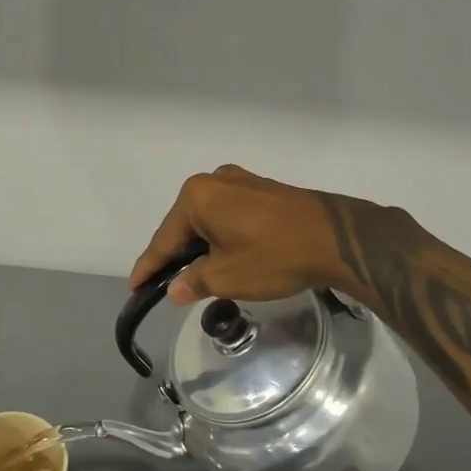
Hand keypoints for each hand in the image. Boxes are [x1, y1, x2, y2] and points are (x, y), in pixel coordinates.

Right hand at [128, 165, 406, 304]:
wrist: (337, 239)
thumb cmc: (274, 255)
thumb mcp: (228, 276)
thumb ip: (195, 282)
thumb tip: (176, 289)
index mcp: (197, 197)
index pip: (164, 239)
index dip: (149, 267)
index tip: (134, 287)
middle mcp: (214, 181)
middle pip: (185, 225)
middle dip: (176, 255)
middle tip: (166, 284)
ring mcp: (241, 181)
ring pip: (208, 220)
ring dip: (201, 247)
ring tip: (196, 275)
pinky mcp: (263, 190)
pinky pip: (229, 215)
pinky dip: (222, 237)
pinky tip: (225, 256)